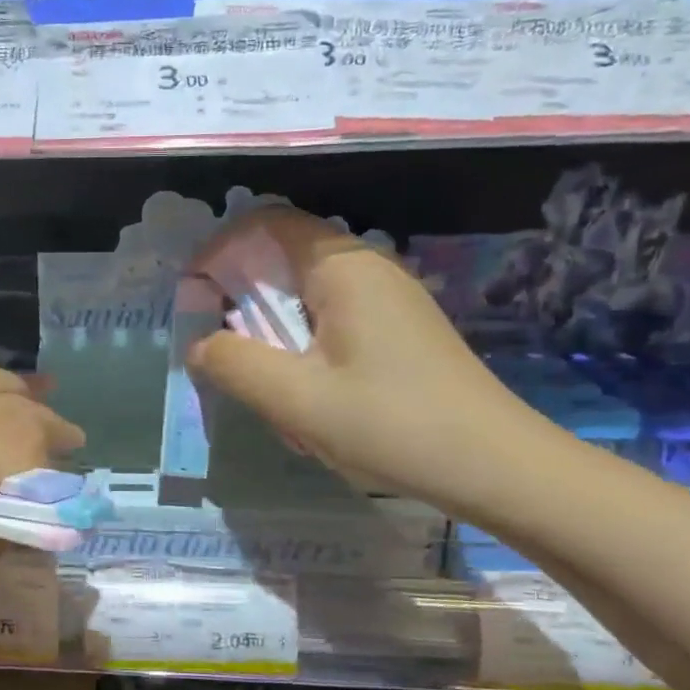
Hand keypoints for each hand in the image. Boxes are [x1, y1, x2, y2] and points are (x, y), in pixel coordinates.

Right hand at [187, 207, 549, 513]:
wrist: (494, 466)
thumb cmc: (391, 424)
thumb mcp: (296, 399)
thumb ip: (234, 365)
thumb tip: (198, 345)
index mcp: (343, 266)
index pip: (266, 223)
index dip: (219, 251)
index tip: (194, 298)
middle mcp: (368, 267)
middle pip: (284, 255)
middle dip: (241, 295)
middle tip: (221, 346)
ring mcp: (389, 297)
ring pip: (306, 290)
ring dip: (271, 325)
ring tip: (261, 376)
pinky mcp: (399, 328)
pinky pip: (332, 316)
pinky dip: (301, 341)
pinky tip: (305, 391)